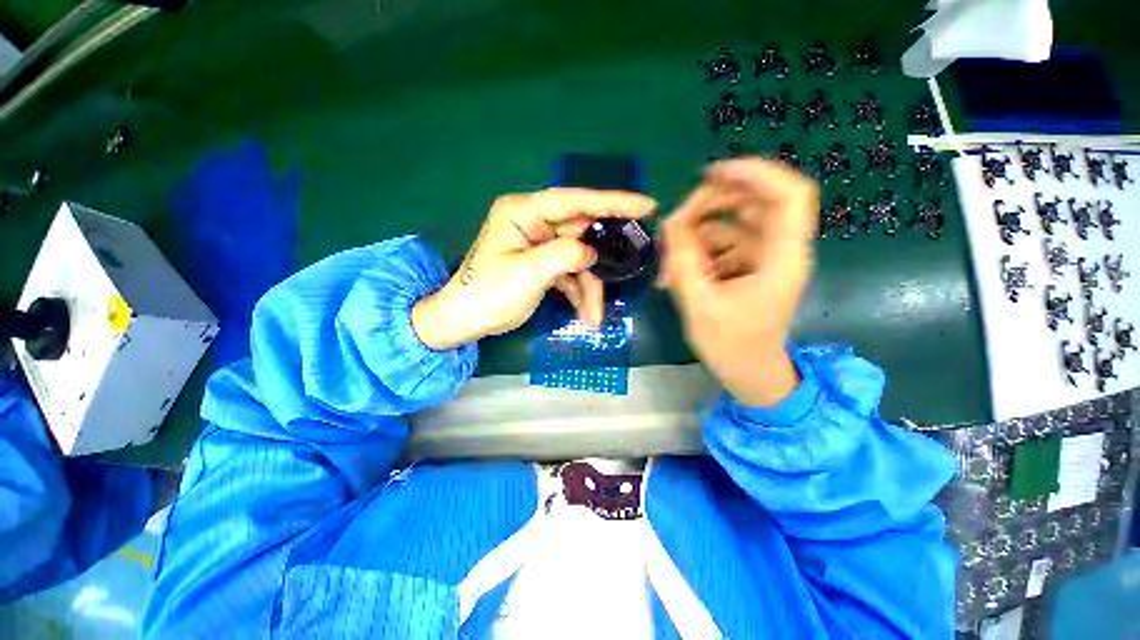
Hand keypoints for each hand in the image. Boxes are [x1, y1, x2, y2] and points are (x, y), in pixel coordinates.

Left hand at [412, 188, 657, 349]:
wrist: (466, 320)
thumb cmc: (489, 293)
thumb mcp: (528, 273)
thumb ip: (564, 255)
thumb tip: (593, 251)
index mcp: (524, 212)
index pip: (575, 200)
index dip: (613, 202)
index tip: (646, 205)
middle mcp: (535, 223)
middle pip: (582, 232)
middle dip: (603, 258)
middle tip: (630, 264)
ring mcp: (541, 244)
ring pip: (580, 258)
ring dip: (590, 287)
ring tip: (594, 316)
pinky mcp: (544, 264)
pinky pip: (571, 273)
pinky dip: (580, 293)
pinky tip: (586, 315)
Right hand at [659, 158, 817, 406]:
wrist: (749, 371)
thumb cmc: (731, 346)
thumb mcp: (699, 305)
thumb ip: (683, 261)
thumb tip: (670, 223)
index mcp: (782, 257)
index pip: (788, 195)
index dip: (755, 173)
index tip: (711, 173)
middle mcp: (779, 248)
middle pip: (753, 200)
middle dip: (710, 203)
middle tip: (675, 223)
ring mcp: (763, 255)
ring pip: (732, 219)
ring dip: (698, 230)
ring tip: (670, 256)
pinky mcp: (748, 263)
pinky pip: (722, 240)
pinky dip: (698, 247)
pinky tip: (679, 267)